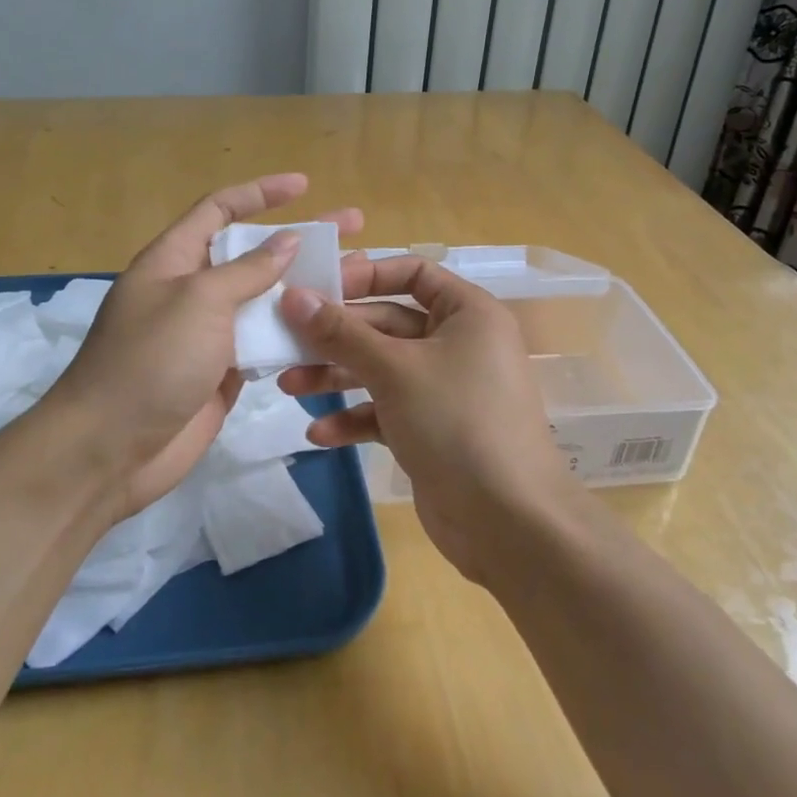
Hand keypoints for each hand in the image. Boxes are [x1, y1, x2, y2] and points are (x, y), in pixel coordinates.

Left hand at [48, 174, 362, 516]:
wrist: (109, 450)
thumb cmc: (151, 360)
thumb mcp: (199, 301)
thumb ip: (247, 270)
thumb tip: (287, 241)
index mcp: (174, 259)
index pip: (220, 209)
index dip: (260, 193)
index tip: (303, 186)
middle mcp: (192, 290)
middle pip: (253, 253)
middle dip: (300, 239)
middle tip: (352, 227)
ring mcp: (209, 333)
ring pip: (266, 300)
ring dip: (306, 288)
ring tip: (355, 277)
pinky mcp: (223, 372)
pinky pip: (266, 342)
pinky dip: (296, 334)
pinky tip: (335, 327)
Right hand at [276, 254, 578, 581]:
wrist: (509, 523)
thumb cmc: (457, 422)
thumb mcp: (394, 369)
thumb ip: (341, 332)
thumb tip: (293, 297)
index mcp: (466, 313)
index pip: (412, 273)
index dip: (365, 275)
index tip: (318, 288)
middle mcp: (458, 343)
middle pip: (388, 323)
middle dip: (337, 336)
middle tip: (286, 341)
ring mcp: (445, 389)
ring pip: (382, 368)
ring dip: (337, 376)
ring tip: (289, 386)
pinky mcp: (433, 429)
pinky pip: (387, 410)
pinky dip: (356, 417)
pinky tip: (319, 434)